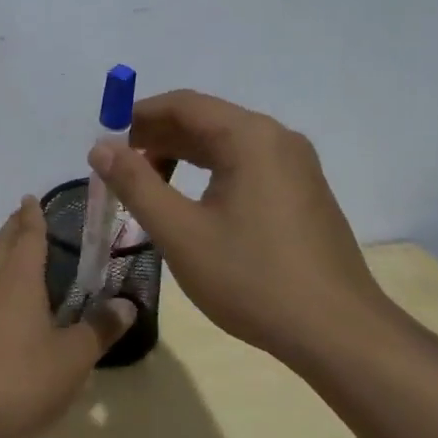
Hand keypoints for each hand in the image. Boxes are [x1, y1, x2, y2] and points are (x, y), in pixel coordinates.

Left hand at [0, 196, 135, 437]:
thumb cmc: (21, 379)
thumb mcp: (73, 358)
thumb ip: (99, 329)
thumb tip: (126, 304)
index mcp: (18, 281)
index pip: (27, 238)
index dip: (32, 217)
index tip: (30, 198)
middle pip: (0, 248)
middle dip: (12, 230)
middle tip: (23, 217)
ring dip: (0, 255)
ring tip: (13, 253)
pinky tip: (2, 303)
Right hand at [89, 90, 398, 375]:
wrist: (336, 332)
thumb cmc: (251, 278)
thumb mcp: (180, 232)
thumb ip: (136, 184)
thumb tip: (101, 148)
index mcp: (250, 137)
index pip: (183, 104)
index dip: (137, 116)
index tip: (103, 142)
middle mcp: (277, 139)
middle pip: (205, 121)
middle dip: (156, 137)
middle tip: (116, 168)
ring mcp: (295, 166)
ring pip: (225, 145)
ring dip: (180, 156)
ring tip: (145, 186)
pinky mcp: (302, 193)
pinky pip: (245, 166)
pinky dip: (209, 173)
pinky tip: (189, 204)